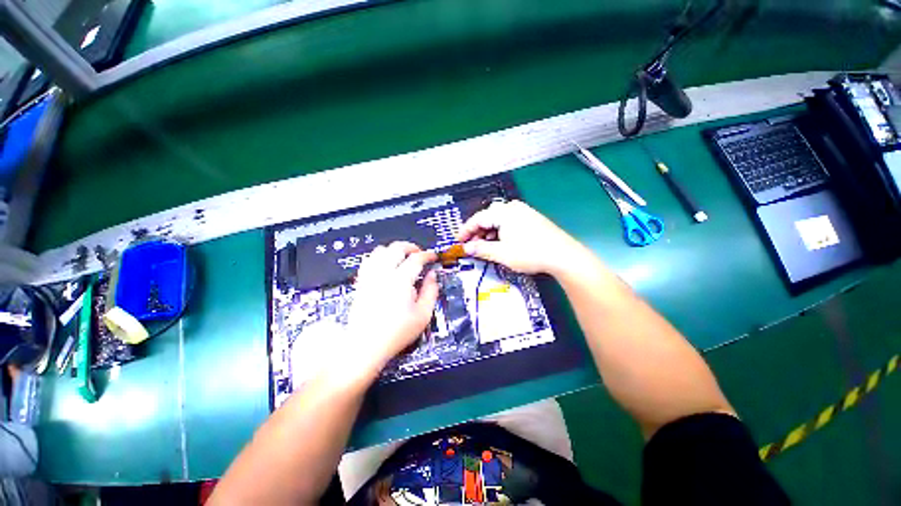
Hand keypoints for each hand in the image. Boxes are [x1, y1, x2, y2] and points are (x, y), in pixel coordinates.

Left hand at [342, 242, 438, 380]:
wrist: (366, 345)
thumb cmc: (394, 333)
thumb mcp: (423, 315)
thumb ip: (431, 291)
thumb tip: (432, 277)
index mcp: (401, 281)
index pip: (416, 258)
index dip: (427, 255)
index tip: (432, 257)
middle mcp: (384, 275)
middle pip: (396, 247)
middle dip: (411, 247)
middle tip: (419, 254)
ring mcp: (370, 278)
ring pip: (380, 250)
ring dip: (394, 250)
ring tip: (402, 257)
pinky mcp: (361, 283)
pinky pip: (368, 261)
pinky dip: (378, 257)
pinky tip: (384, 264)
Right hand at [456, 200, 586, 275]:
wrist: (562, 255)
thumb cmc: (530, 253)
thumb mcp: (502, 253)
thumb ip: (481, 249)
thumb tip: (467, 248)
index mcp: (503, 212)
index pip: (477, 219)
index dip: (466, 230)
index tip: (458, 240)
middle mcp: (512, 207)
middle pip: (487, 218)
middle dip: (477, 232)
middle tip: (471, 246)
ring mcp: (523, 212)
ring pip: (498, 220)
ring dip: (488, 233)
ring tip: (484, 247)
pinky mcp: (530, 218)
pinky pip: (508, 222)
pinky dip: (500, 232)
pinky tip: (500, 243)